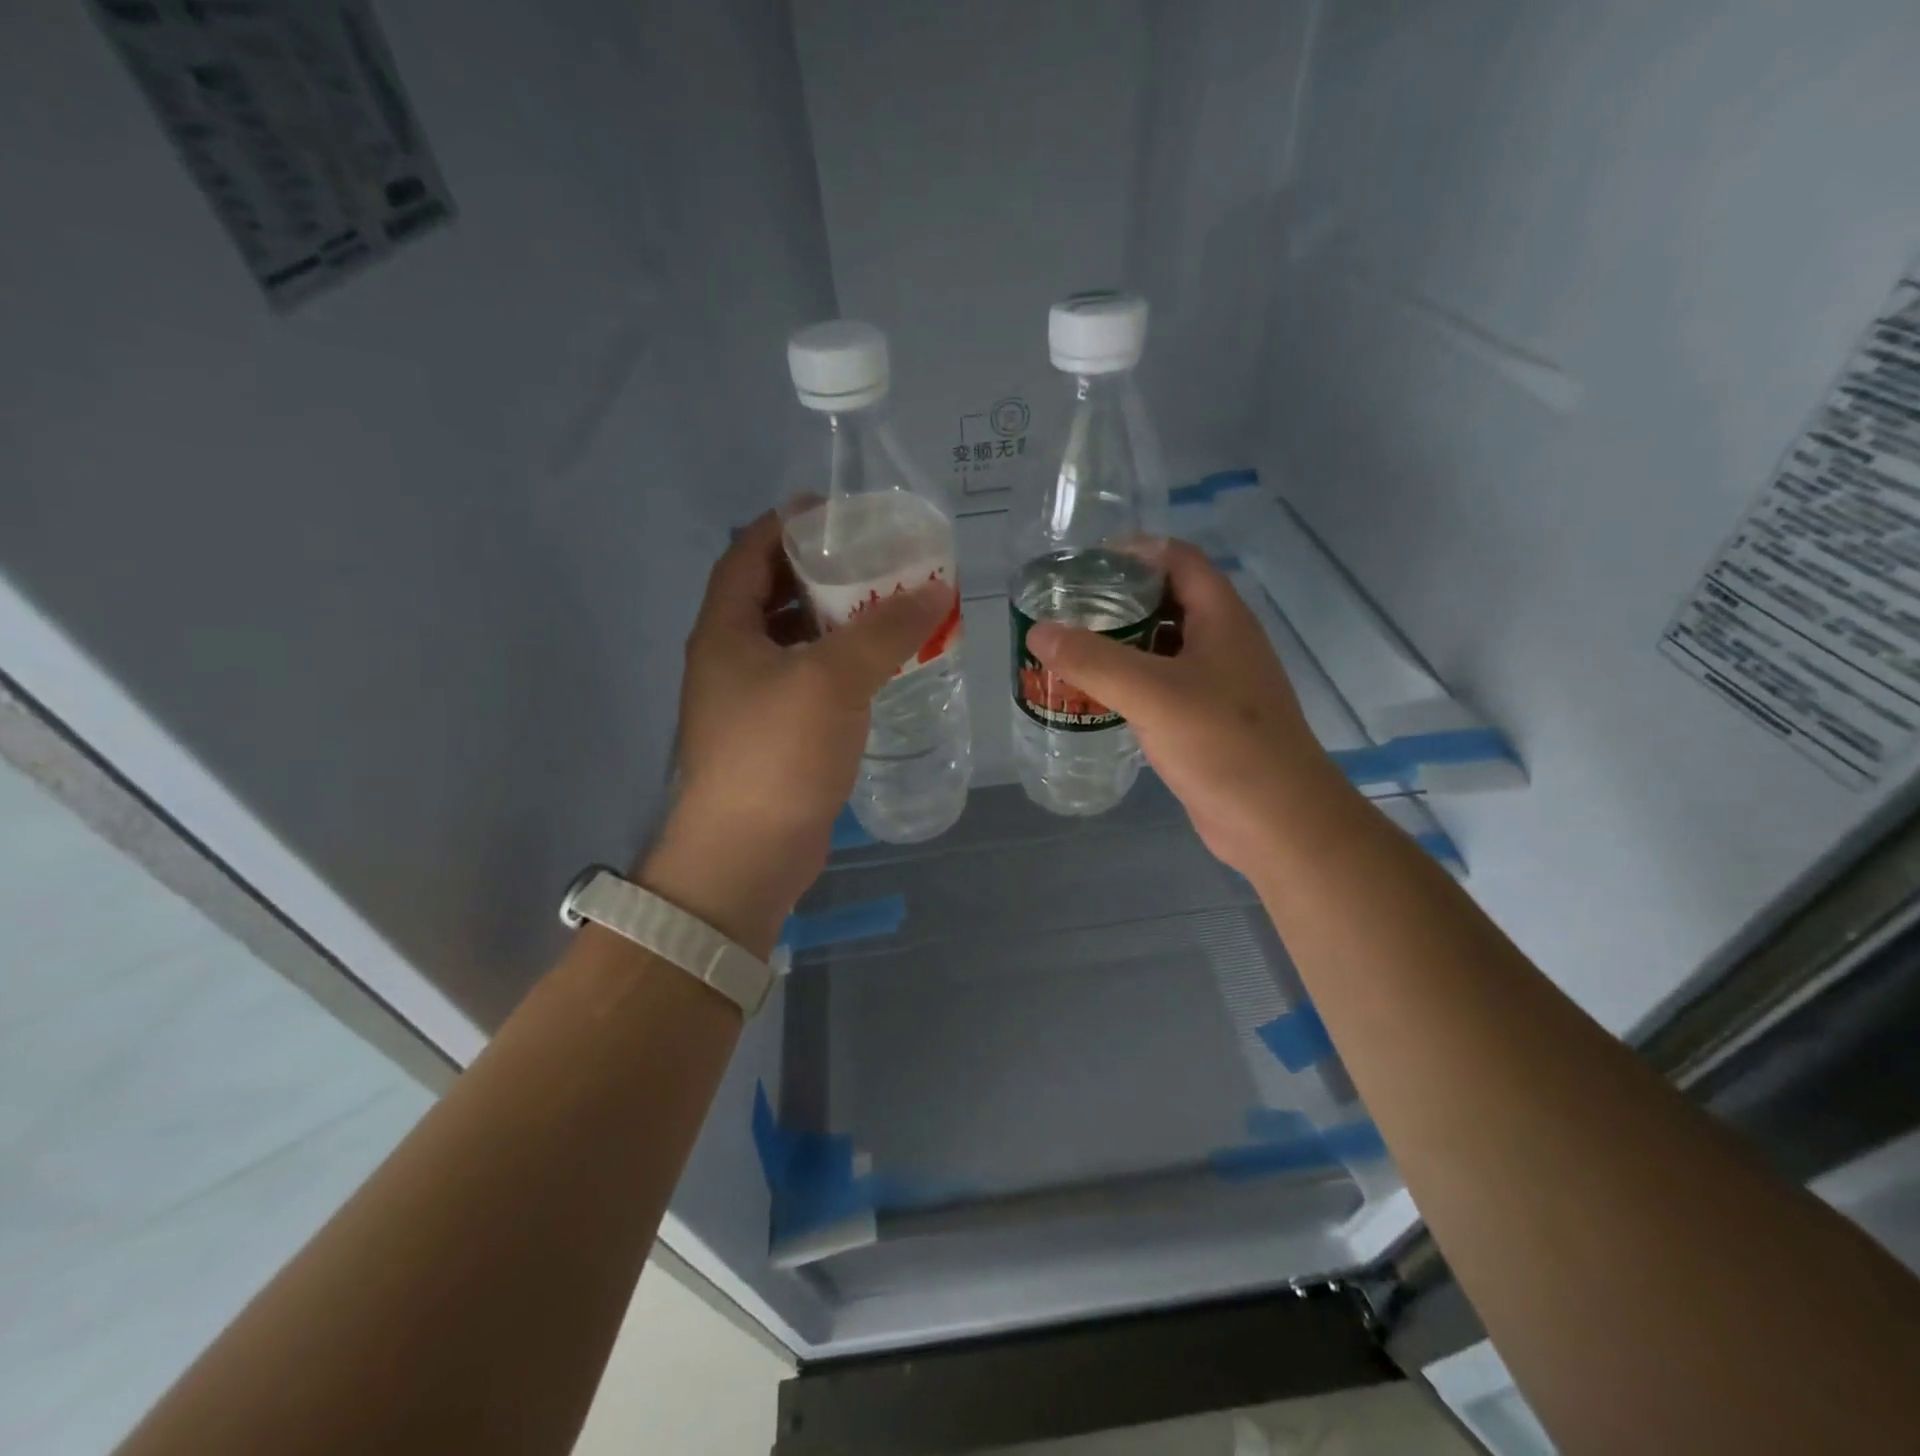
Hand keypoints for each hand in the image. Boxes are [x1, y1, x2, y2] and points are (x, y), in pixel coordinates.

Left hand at [641, 513, 953, 958]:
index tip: (839, 512)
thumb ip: (883, 630)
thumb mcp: (833, 679)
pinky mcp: (773, 735)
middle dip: (820, 571)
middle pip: (772, 593)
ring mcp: (749, 699)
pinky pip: (807, 680)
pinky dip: (838, 664)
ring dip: (833, 620)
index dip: (788, 523)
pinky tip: (877, 667)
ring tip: (885, 607)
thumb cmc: (778, 754)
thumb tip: (935, 589)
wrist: (748, 854)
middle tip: (876, 561)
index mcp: (726, 629)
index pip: (749, 551)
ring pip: (792, 640)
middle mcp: (730, 657)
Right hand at [1026, 541, 1335, 877]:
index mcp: (1222, 618)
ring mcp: (1217, 684)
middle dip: (1118, 599)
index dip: (1133, 551)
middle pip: (1167, 600)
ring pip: (1162, 646)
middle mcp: (1222, 642)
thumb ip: (1093, 660)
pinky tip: (1096, 696)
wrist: (1277, 822)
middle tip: (1066, 609)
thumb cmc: (1223, 744)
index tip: (1082, 564)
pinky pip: (1162, 686)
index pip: (1178, 558)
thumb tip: (1039, 631)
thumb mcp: (1152, 694)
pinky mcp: (1206, 721)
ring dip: (1121, 643)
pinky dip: (1129, 682)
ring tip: (1070, 649)